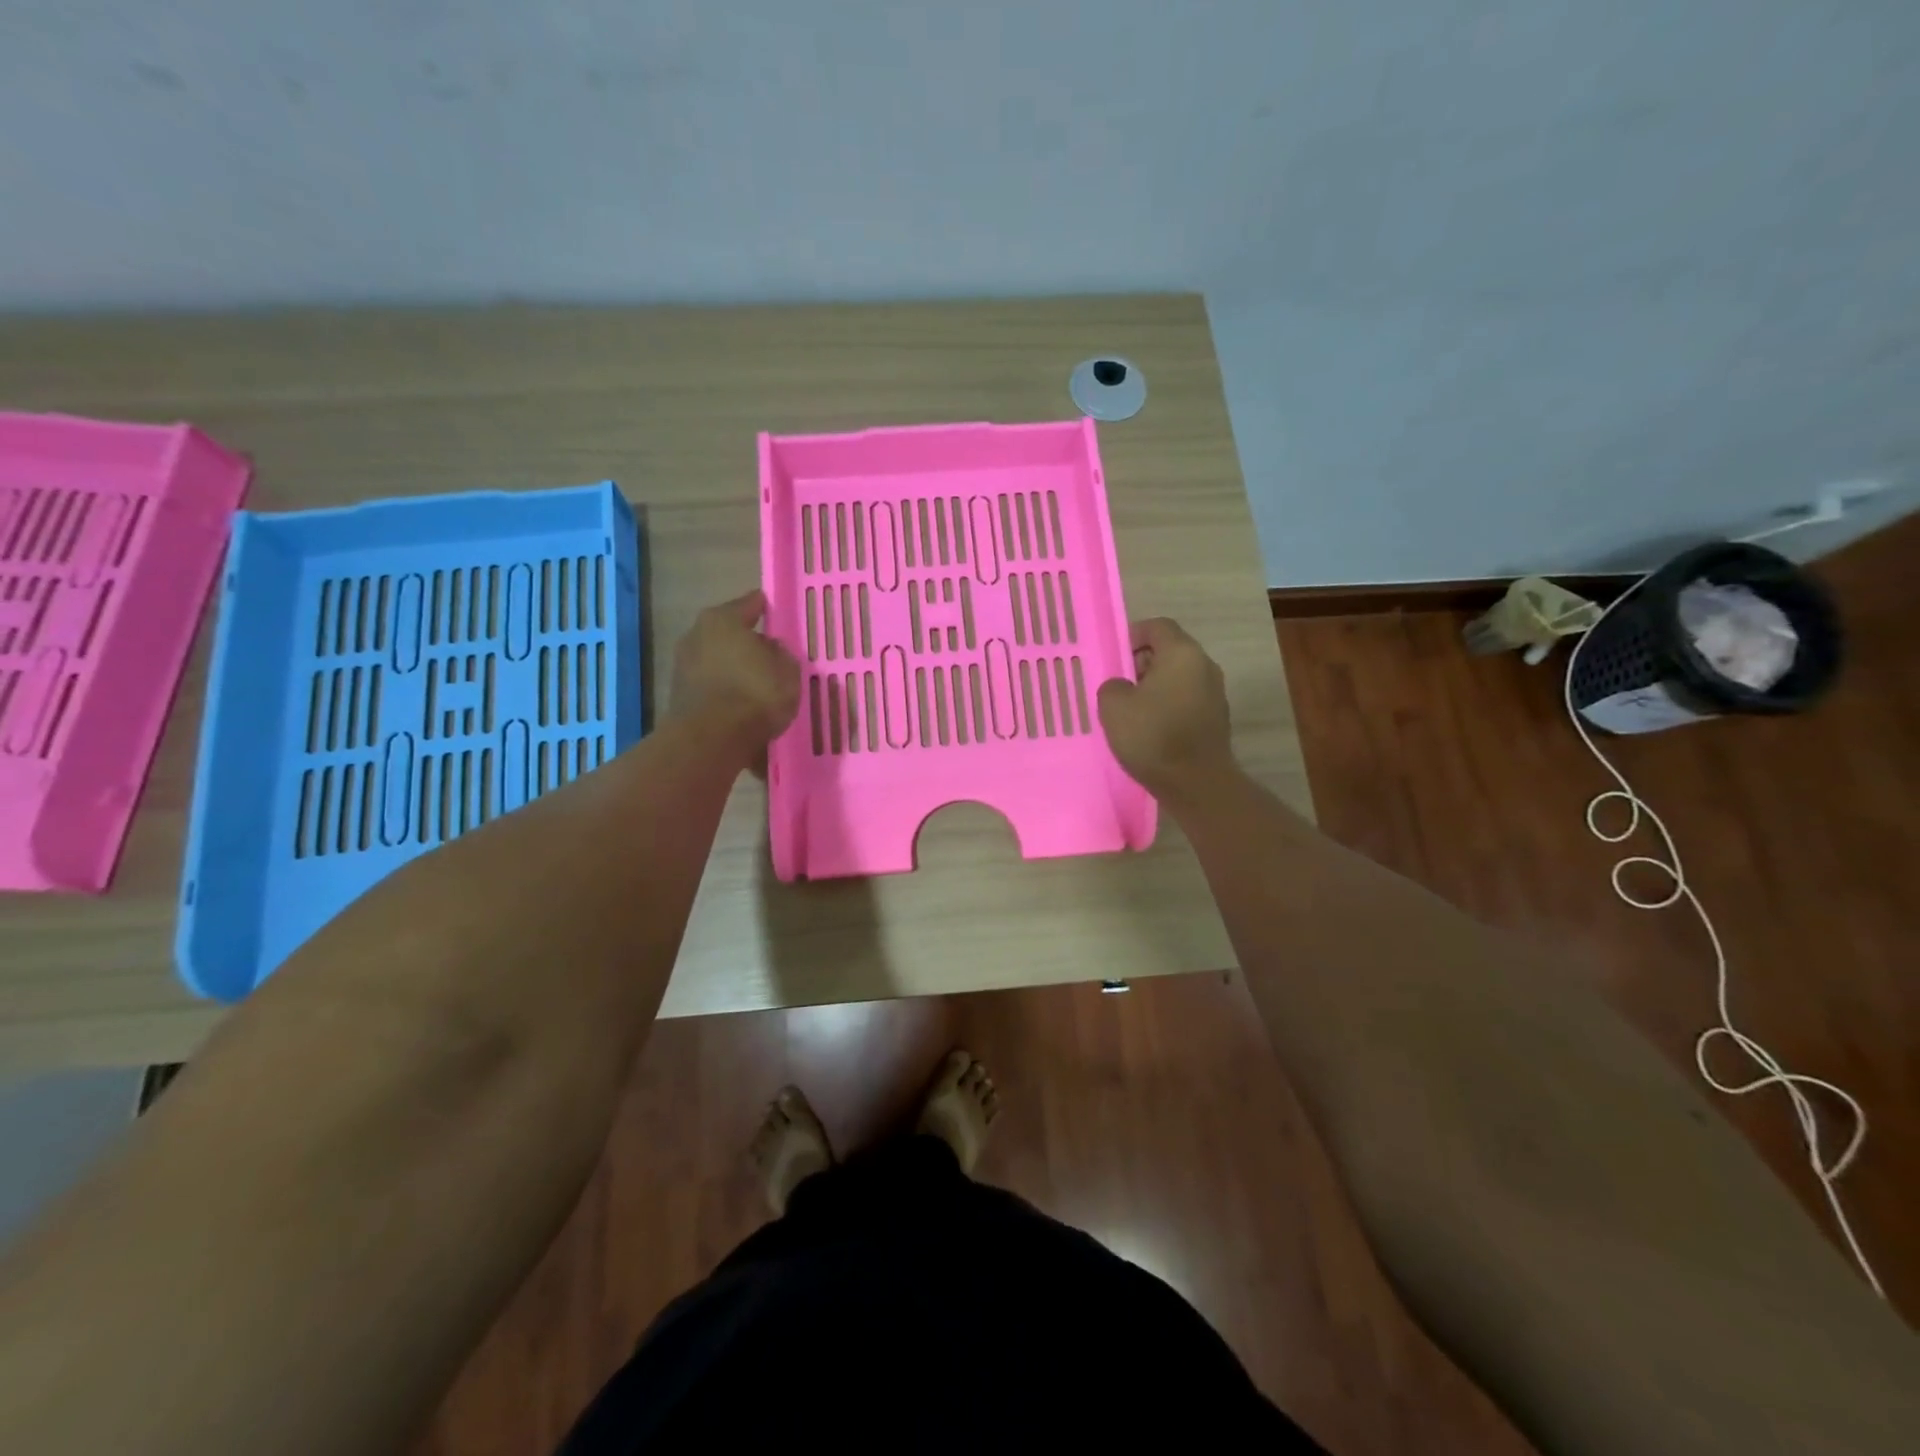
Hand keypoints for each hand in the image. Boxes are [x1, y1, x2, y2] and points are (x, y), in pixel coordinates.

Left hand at [668, 591, 800, 754]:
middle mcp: (697, 635)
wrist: (712, 739)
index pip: (750, 604)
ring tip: (757, 684)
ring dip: (734, 669)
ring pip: (718, 661)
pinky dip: (725, 692)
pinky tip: (741, 705)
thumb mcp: (787, 671)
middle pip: (729, 634)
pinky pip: (711, 687)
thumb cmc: (755, 694)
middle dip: (747, 643)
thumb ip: (781, 654)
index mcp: (723, 619)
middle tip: (770, 655)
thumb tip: (770, 649)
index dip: (766, 608)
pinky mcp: (679, 696)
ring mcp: (683, 666)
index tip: (776, 611)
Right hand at [1097, 618, 1235, 798]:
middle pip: (1170, 651)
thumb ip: (1113, 685)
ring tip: (1132, 711)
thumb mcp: (1113, 706)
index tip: (1115, 657)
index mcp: (1182, 653)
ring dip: (1156, 687)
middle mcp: (1205, 666)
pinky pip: (1187, 700)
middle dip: (1142, 663)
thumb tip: (1123, 687)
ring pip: (1179, 677)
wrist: (1197, 783)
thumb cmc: (1153, 736)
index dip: (1133, 635)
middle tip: (1119, 685)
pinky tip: (1152, 729)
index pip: (1158, 626)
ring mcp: (1215, 693)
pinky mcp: (1217, 718)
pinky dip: (1169, 706)